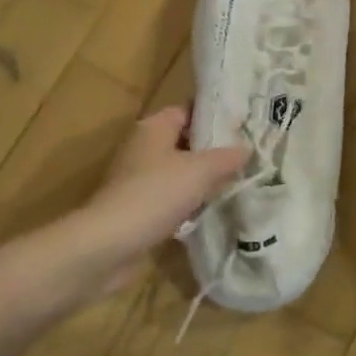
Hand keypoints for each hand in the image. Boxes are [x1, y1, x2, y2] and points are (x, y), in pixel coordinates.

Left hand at [77, 106, 246, 288]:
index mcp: (153, 127)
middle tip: (245, 158)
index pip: (188, 111)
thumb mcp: (200, 171)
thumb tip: (246, 148)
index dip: (214, 117)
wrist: (109, 244)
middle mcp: (142, 147)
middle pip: (184, 142)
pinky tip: (209, 211)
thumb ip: (226, 157)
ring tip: (234, 184)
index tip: (243, 128)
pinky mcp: (136, 207)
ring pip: (178, 172)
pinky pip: (169, 197)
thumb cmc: (156, 194)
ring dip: (201, 180)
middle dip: (212, 152)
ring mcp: (136, 179)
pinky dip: (187, 203)